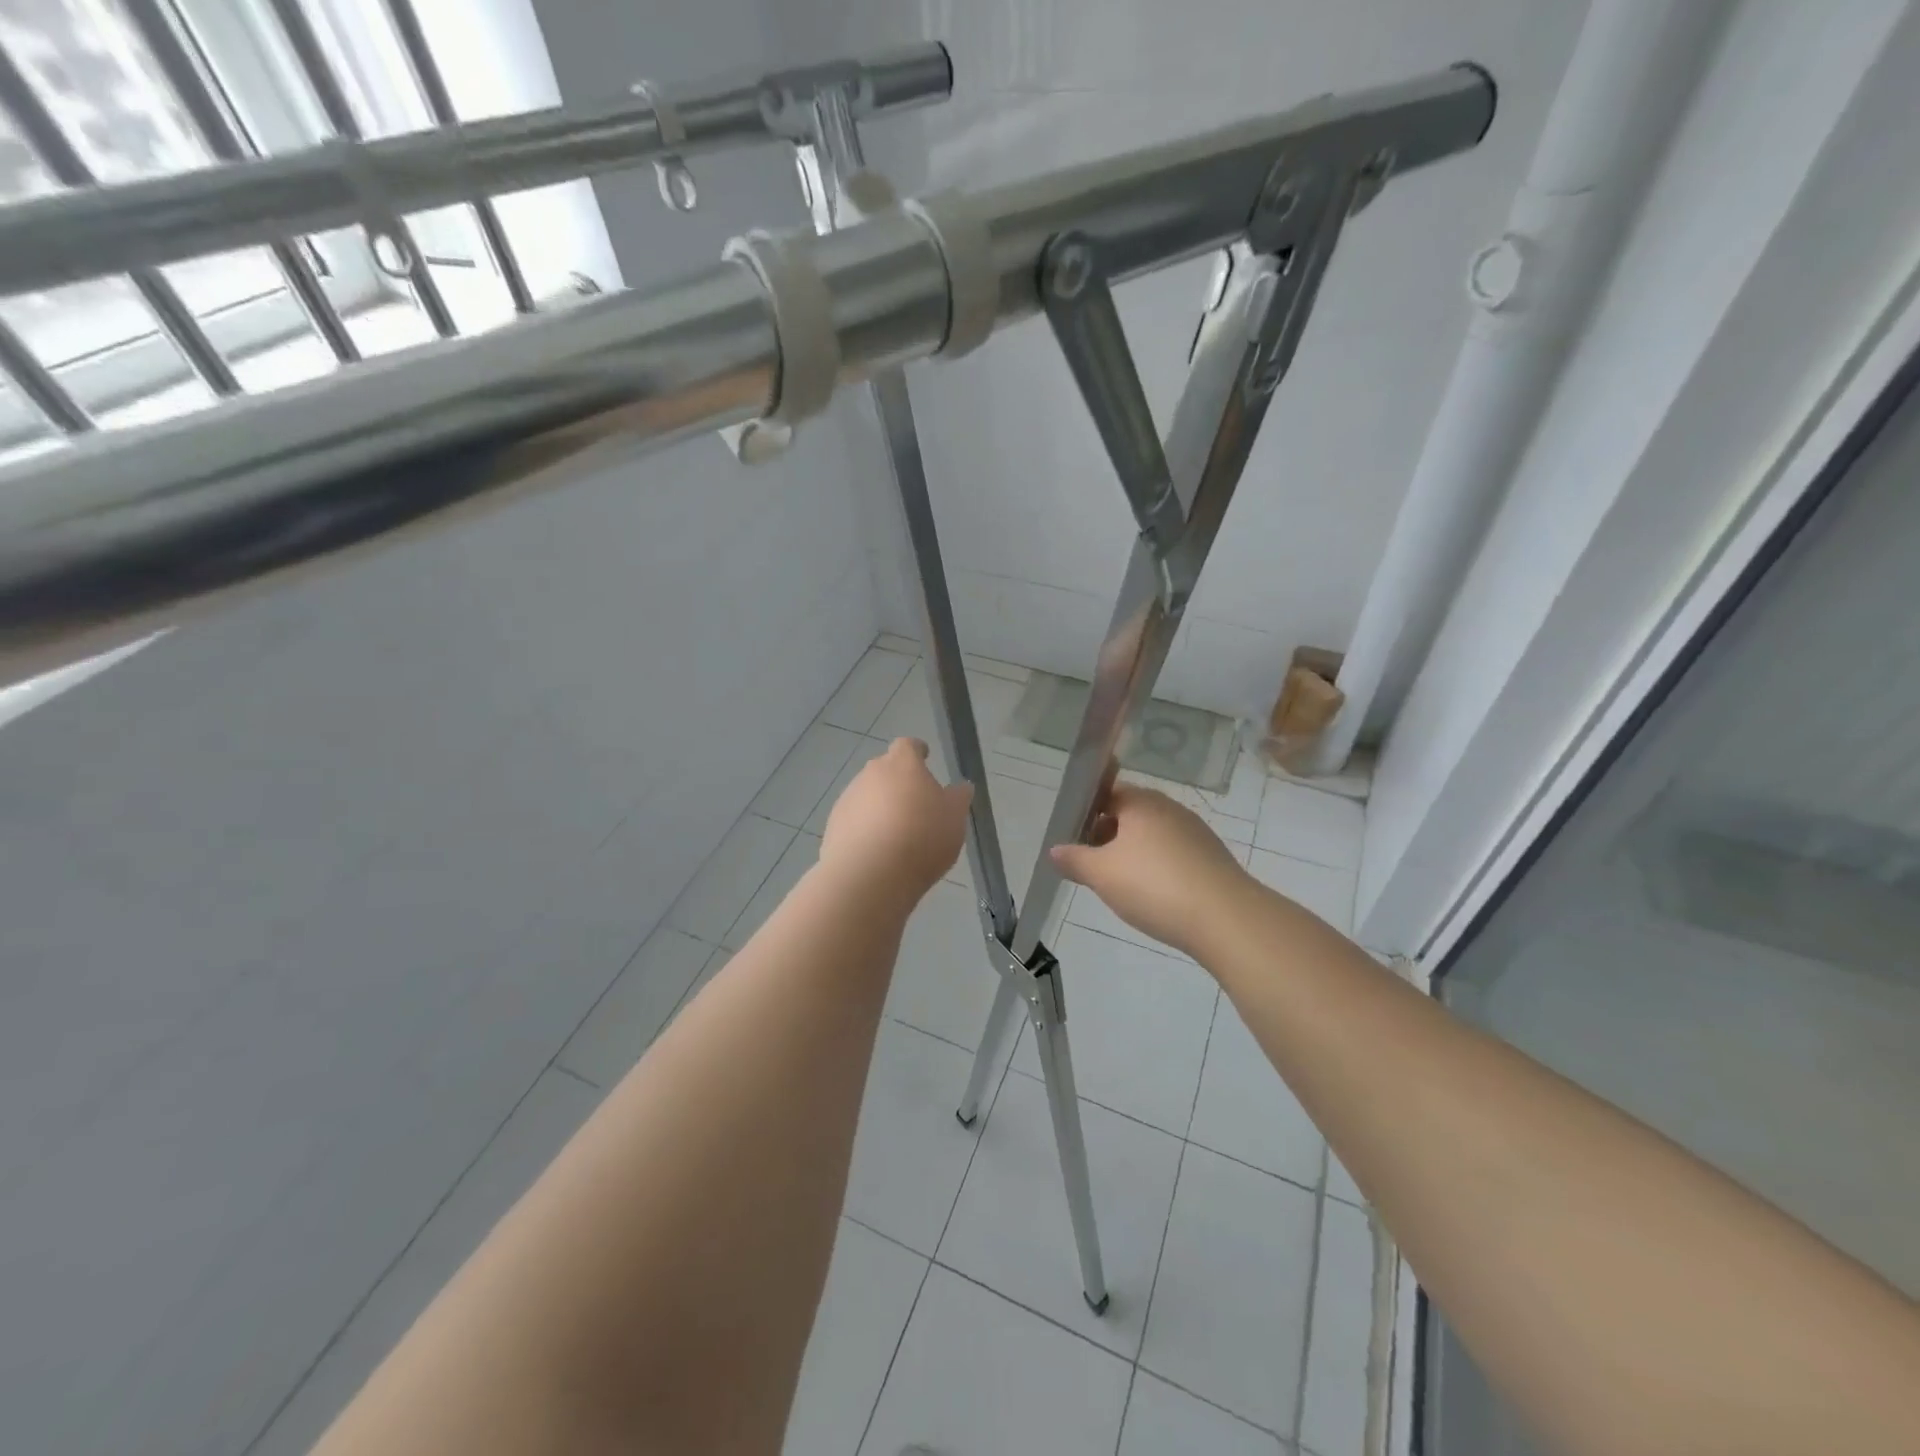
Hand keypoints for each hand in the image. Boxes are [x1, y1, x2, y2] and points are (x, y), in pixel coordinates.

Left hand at [819, 738, 972, 905]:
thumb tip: (960, 787)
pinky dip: (865, 830)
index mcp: (902, 764)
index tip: (924, 758)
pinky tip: (877, 852)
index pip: (908, 745)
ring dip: (880, 807)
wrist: (870, 875)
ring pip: (867, 796)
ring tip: (896, 835)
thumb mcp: (954, 818)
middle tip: (915, 805)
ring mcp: (848, 799)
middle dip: (898, 782)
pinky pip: (854, 821)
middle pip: (885, 770)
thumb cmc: (921, 837)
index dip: (917, 751)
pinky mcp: (833, 826)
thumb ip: (958, 798)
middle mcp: (870, 774)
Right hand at [1050, 784, 1247, 958]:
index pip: (1107, 793)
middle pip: (1129, 815)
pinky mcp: (1211, 858)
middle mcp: (1169, 808)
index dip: (1086, 813)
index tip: (1074, 840)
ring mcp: (1195, 832)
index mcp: (1141, 802)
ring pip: (1151, 836)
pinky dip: (1157, 869)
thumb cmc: (1154, 885)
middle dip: (1107, 837)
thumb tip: (1054, 850)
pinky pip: (1173, 855)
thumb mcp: (1101, 874)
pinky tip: (1152, 897)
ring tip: (1119, 886)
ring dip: (1132, 855)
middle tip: (1091, 867)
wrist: (1225, 919)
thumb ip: (1074, 859)